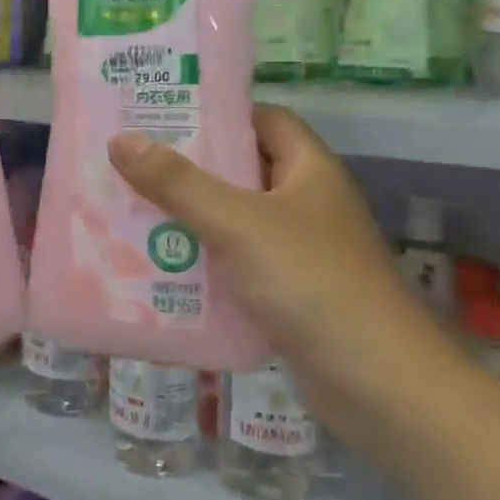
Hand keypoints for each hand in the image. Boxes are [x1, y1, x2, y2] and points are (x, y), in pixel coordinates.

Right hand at [108, 105, 452, 441]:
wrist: (378, 385)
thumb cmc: (310, 282)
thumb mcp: (237, 223)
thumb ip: (178, 183)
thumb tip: (121, 141)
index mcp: (309, 171)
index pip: (265, 121)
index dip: (220, 114)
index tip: (166, 116)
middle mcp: (307, 205)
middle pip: (243, 172)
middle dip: (190, 170)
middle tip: (132, 164)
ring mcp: (300, 253)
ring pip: (236, 223)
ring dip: (190, 220)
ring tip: (131, 212)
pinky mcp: (290, 296)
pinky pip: (237, 267)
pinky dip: (204, 265)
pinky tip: (159, 269)